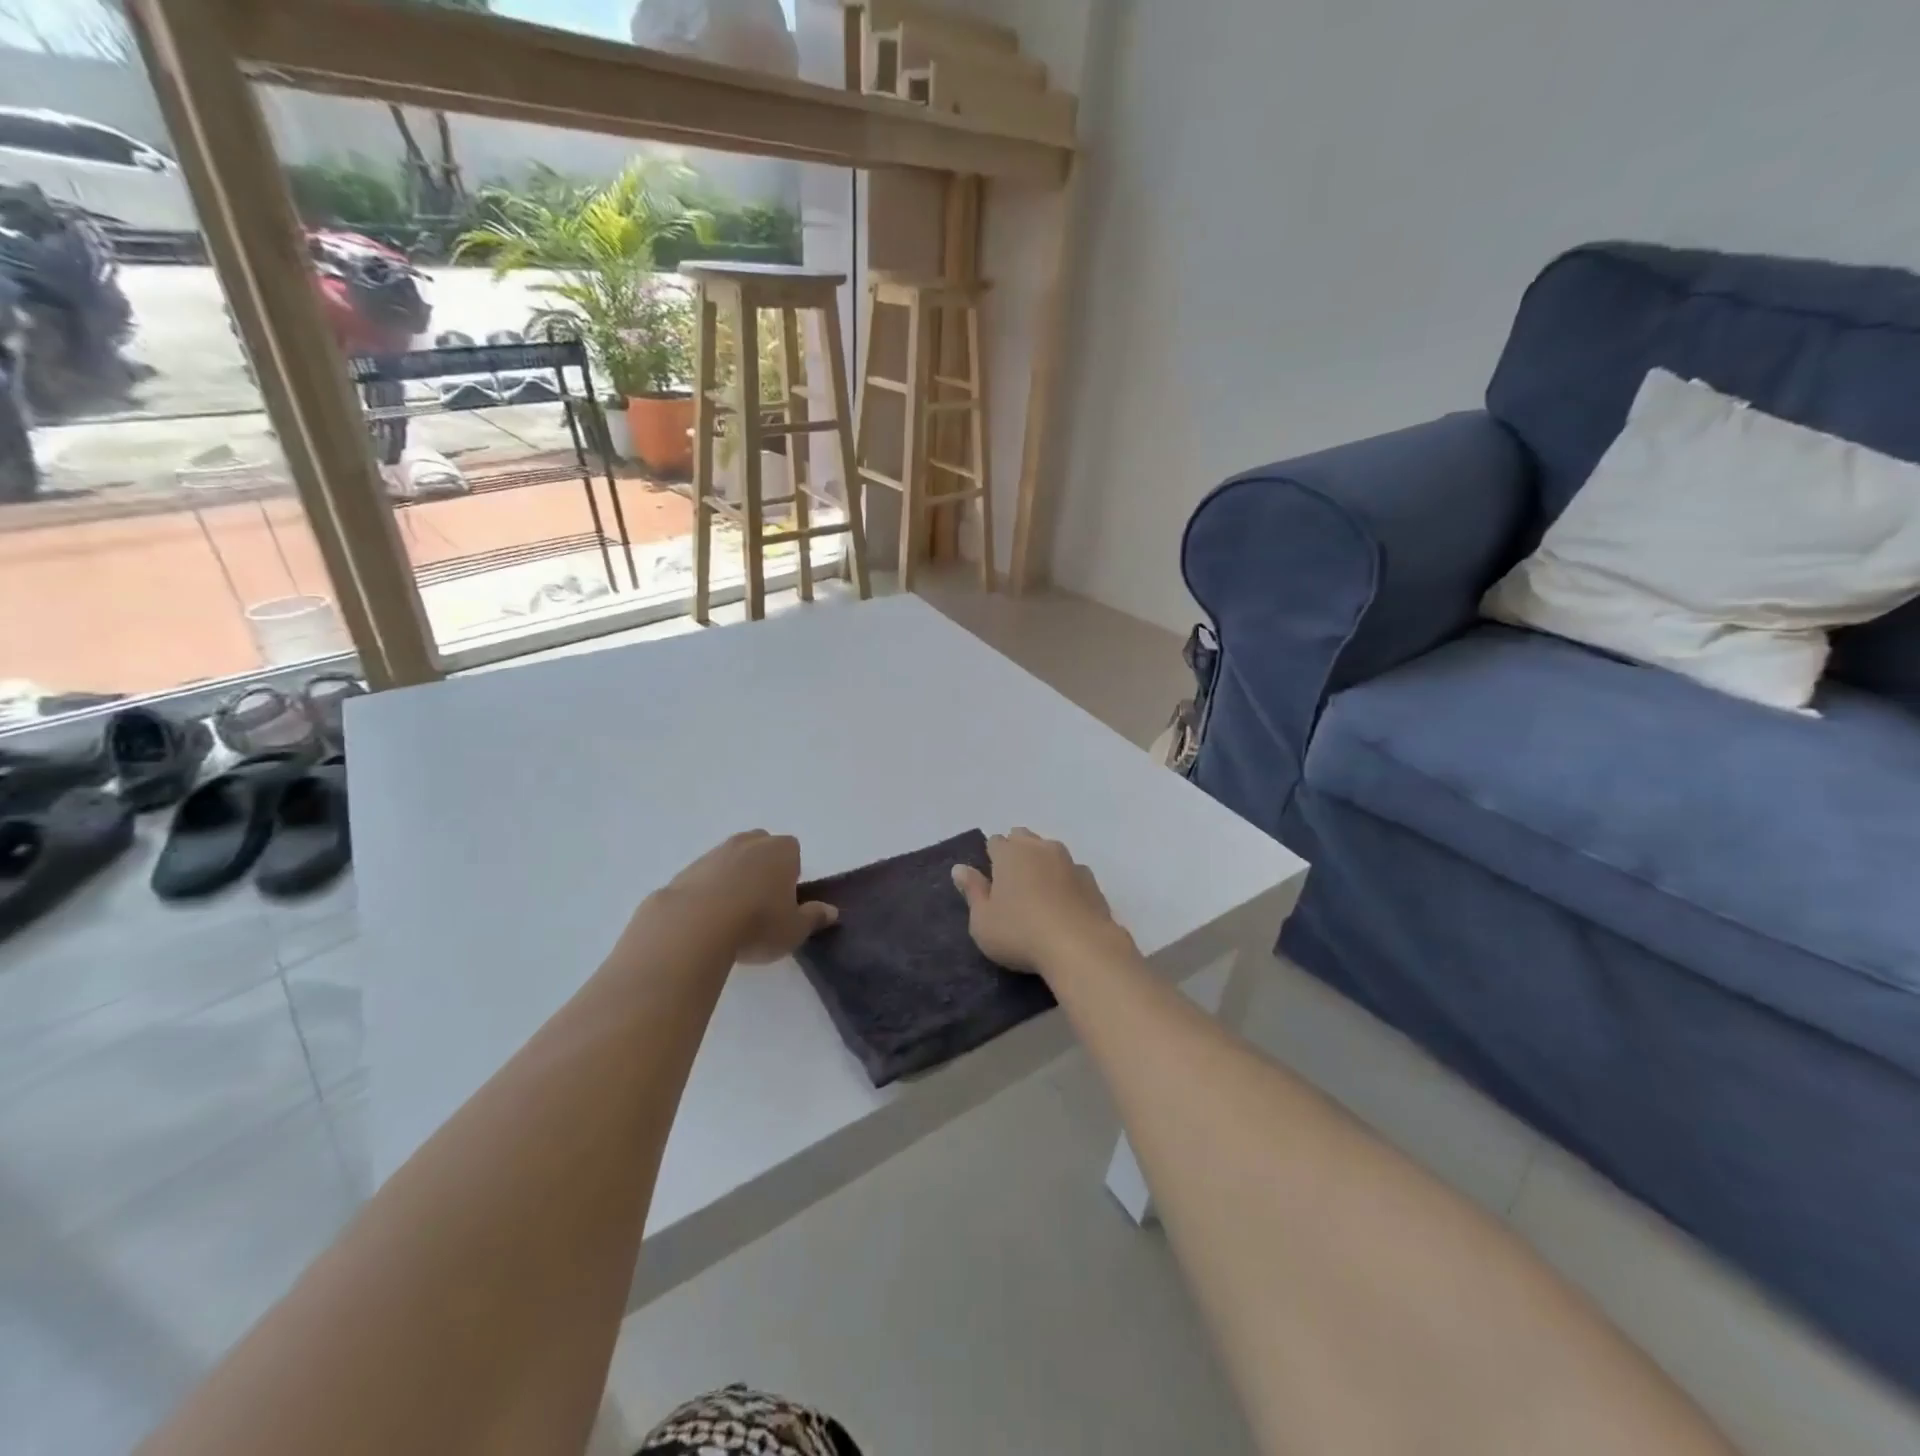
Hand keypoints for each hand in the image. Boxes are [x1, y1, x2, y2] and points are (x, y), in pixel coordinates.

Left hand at [654, 831, 837, 963]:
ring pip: (732, 860)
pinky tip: (708, 918)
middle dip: (763, 867)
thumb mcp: (795, 929)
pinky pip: (706, 876)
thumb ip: (814, 918)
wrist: (694, 925)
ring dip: (734, 878)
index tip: (785, 900)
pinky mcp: (687, 869)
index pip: (793, 852)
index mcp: (782, 850)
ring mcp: (715, 853)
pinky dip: (709, 890)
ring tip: (732, 915)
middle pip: (761, 847)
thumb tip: (831, 911)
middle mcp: (750, 842)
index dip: (791, 874)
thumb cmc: (757, 923)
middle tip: (761, 903)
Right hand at [951, 829, 1127, 976]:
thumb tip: (960, 868)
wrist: (1080, 946)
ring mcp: (1069, 861)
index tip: (991, 881)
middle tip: (1012, 883)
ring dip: (1042, 863)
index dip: (991, 857)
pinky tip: (1064, 904)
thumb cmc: (1020, 933)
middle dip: (1016, 851)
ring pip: (1050, 850)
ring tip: (1038, 893)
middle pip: (1023, 838)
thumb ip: (972, 891)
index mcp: (1009, 853)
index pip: (995, 842)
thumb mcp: (983, 921)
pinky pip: (1072, 871)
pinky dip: (1065, 880)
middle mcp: (1039, 848)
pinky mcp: (1091, 880)